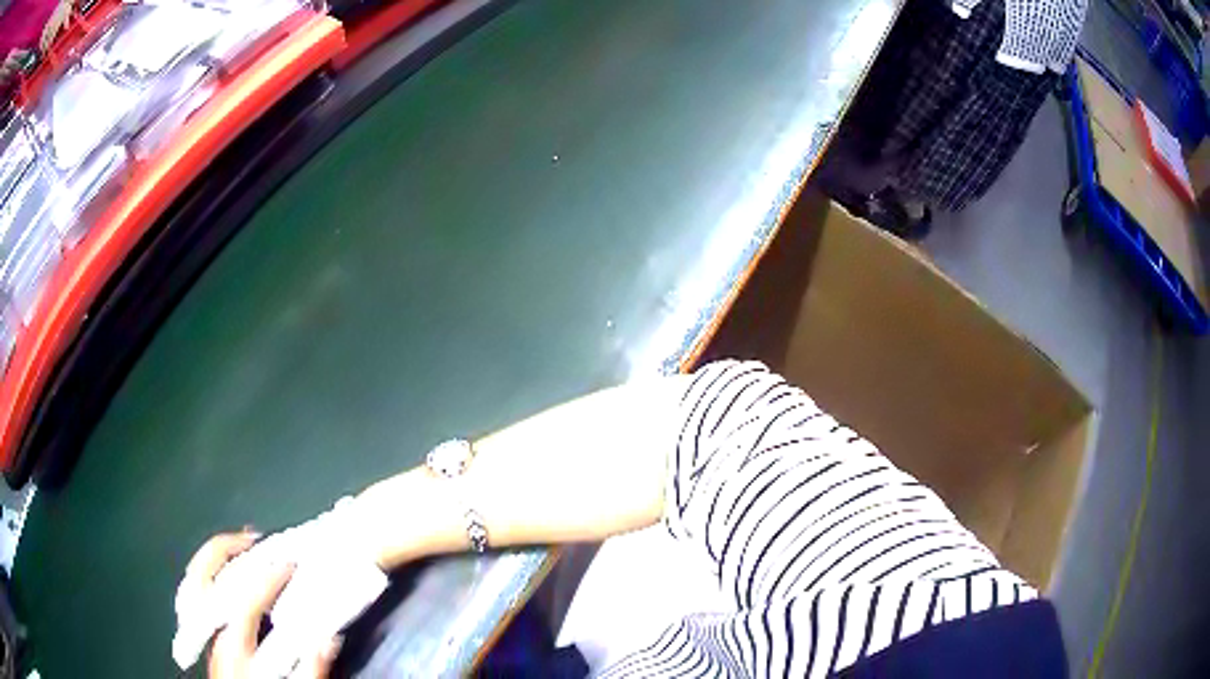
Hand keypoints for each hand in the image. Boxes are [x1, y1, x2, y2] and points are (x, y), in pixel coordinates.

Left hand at [176, 532, 340, 677]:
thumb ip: (311, 669)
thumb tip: (326, 636)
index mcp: (235, 647)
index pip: (245, 600)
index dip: (267, 577)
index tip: (289, 564)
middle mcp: (213, 633)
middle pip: (209, 578)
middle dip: (230, 550)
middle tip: (256, 538)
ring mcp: (203, 630)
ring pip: (196, 579)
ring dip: (215, 555)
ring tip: (238, 544)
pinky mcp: (202, 632)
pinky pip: (194, 590)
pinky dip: (206, 571)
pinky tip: (222, 569)